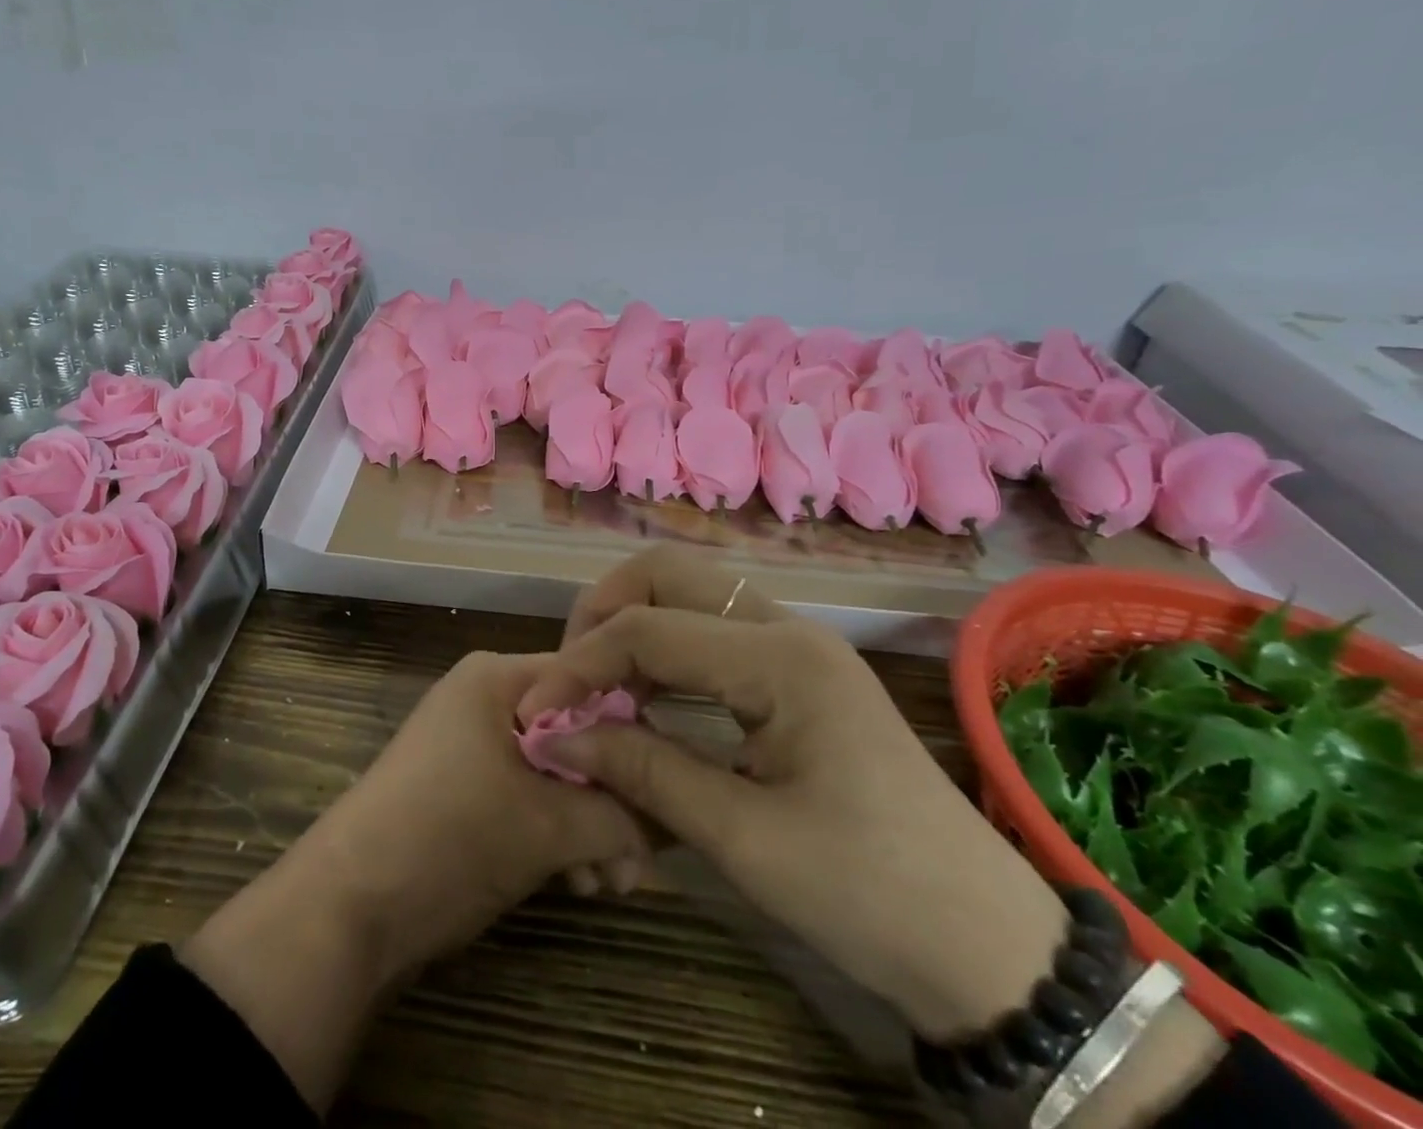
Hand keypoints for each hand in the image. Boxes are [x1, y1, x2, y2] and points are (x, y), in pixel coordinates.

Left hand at [300, 647, 651, 964]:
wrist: (347, 908)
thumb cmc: (451, 838)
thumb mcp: (549, 827)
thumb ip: (622, 813)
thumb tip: (678, 813)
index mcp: (498, 677)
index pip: (589, 683)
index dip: (633, 735)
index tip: (665, 791)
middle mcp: (484, 697)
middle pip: (573, 733)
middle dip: (611, 799)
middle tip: (640, 861)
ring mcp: (470, 744)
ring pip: (554, 772)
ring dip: (588, 827)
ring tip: (610, 885)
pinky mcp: (462, 787)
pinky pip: (526, 796)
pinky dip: (555, 835)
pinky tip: (578, 884)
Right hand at [520, 545, 1072, 1040]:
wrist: (986, 945)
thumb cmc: (869, 896)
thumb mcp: (742, 839)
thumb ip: (640, 772)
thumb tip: (551, 736)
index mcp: (780, 658)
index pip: (647, 629)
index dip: (579, 665)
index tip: (534, 715)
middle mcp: (787, 627)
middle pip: (665, 574)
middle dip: (601, 614)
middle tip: (568, 679)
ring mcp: (796, 644)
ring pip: (687, 594)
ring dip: (630, 628)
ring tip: (596, 692)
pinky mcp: (797, 671)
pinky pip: (710, 630)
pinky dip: (662, 651)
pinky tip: (642, 700)